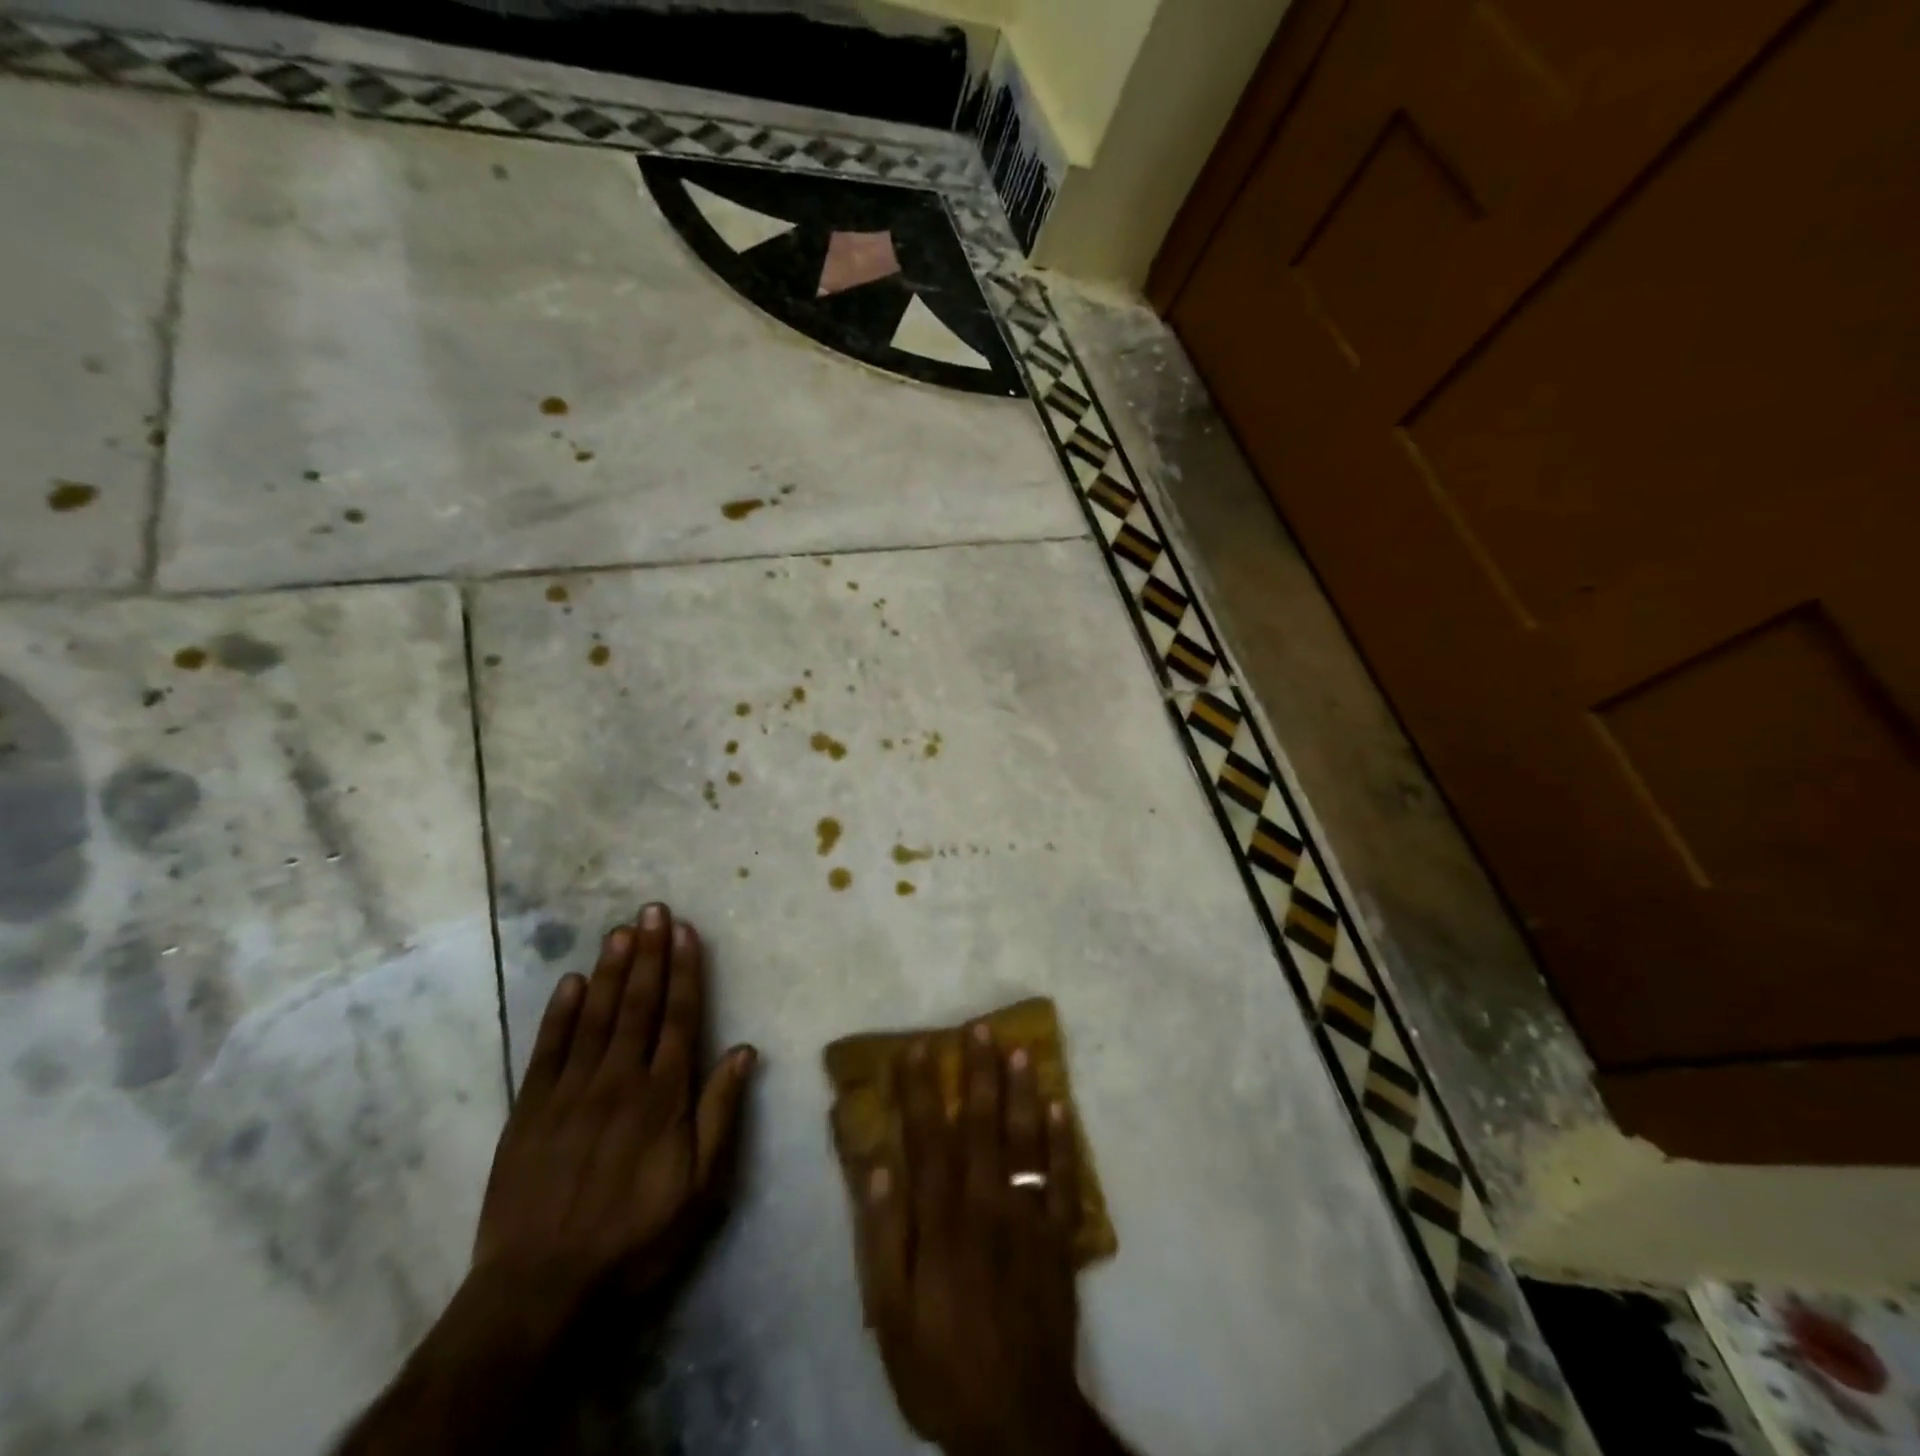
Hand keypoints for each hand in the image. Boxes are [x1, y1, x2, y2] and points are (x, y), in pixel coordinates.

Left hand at [473, 903, 756, 1304]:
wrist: (540, 1288)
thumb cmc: (635, 1236)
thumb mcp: (700, 1187)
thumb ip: (721, 1114)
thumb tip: (744, 1051)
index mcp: (663, 1095)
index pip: (680, 1017)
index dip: (684, 971)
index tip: (684, 931)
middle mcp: (620, 1079)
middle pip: (638, 1004)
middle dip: (648, 954)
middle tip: (652, 910)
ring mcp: (571, 1091)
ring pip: (595, 1016)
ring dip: (609, 970)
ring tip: (620, 930)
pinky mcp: (530, 1110)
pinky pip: (548, 1050)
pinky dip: (559, 1013)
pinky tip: (570, 981)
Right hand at [855, 1024, 1099, 1455]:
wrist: (1020, 1420)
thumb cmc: (943, 1366)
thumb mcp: (892, 1316)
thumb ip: (884, 1237)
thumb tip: (878, 1165)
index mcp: (943, 1219)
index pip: (928, 1138)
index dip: (921, 1090)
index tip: (917, 1048)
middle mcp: (986, 1203)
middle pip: (981, 1125)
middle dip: (978, 1072)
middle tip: (979, 1026)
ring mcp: (1028, 1217)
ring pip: (1024, 1140)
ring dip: (1021, 1091)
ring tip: (1021, 1048)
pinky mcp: (1059, 1238)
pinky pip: (1063, 1179)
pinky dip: (1063, 1140)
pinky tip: (1061, 1105)